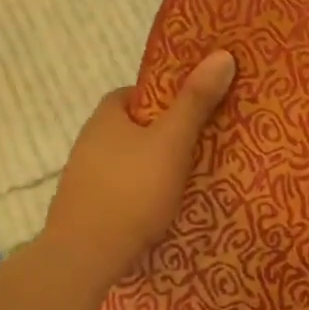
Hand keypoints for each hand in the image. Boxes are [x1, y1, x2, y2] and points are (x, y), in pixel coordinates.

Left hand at [41, 50, 235, 277]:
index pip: (137, 94)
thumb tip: (222, 54)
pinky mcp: (88, 208)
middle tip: (203, 143)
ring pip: (129, 160)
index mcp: (106, 117)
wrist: (86, 255)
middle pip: (135, 127)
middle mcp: (90, 141)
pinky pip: (124, 188)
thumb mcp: (172, 141)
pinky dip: (143, 191)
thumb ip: (196, 101)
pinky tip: (164, 207)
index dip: (167, 97)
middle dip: (165, 133)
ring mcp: (85, 178)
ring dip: (154, 165)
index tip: (195, 109)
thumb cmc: (132, 190)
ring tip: (192, 177)